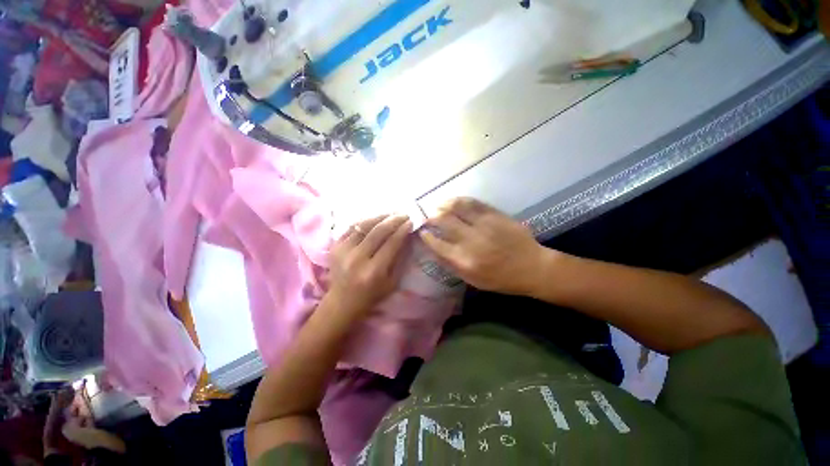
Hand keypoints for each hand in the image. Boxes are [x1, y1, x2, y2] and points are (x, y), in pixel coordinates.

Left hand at [328, 215, 412, 314]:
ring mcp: (343, 251)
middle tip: (404, 214)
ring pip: (364, 225)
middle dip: (394, 220)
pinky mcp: (334, 246)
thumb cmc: (371, 295)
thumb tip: (406, 237)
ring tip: (391, 213)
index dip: (403, 230)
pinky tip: (375, 219)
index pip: (391, 243)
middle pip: (378, 231)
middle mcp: (357, 258)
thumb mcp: (392, 282)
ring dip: (380, 216)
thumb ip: (399, 259)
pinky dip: (365, 221)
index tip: (411, 222)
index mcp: (374, 271)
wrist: (341, 301)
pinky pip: (352, 227)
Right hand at [420, 198, 553, 294]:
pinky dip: (459, 200)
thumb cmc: (500, 279)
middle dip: (431, 217)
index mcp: (464, 259)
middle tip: (427, 217)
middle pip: (443, 221)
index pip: (436, 243)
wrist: (532, 267)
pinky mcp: (495, 214)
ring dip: (443, 205)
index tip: (422, 232)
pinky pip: (473, 202)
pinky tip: (453, 201)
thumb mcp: (472, 280)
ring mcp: (483, 224)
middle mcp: (471, 240)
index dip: (426, 236)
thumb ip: (451, 265)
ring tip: (438, 206)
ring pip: (456, 207)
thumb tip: (433, 249)